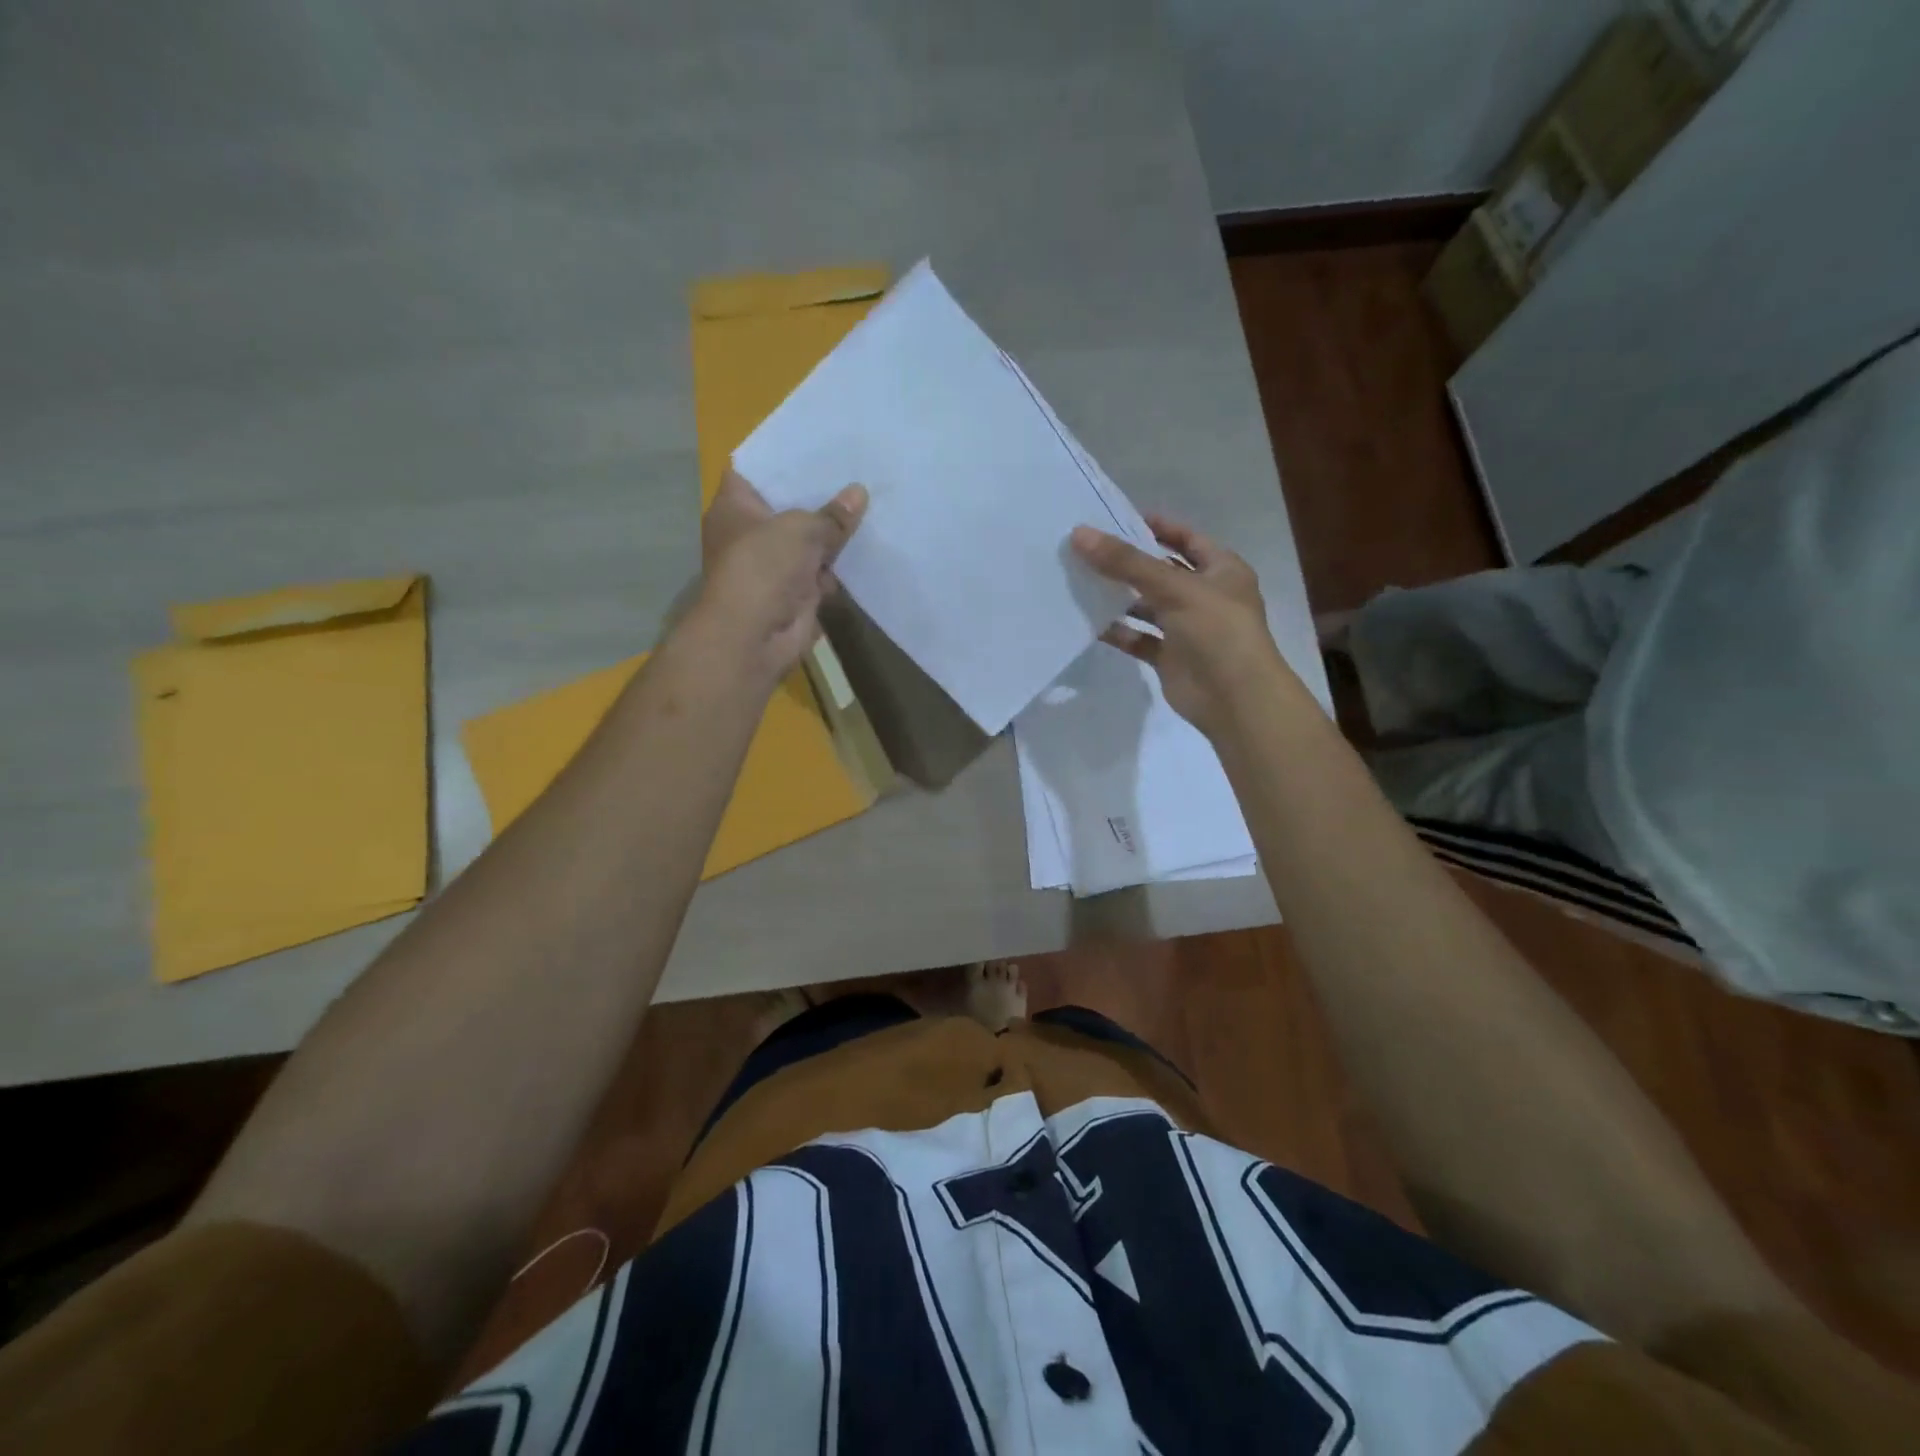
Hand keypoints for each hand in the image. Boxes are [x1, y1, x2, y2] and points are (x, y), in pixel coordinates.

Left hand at [696, 468, 867, 682]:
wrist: (754, 636)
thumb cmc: (763, 567)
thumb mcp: (801, 529)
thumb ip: (832, 515)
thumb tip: (860, 493)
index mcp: (735, 507)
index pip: (756, 470)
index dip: (784, 457)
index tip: (818, 444)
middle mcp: (750, 533)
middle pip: (788, 506)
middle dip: (819, 494)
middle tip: (856, 470)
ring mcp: (773, 565)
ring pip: (808, 541)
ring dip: (834, 533)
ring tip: (870, 502)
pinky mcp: (794, 593)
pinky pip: (821, 571)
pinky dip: (839, 565)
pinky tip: (868, 545)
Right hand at [1071, 514, 1291, 736]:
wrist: (1235, 699)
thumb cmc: (1217, 631)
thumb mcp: (1174, 587)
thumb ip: (1126, 562)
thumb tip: (1080, 534)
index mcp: (1222, 570)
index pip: (1187, 539)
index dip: (1158, 527)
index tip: (1119, 518)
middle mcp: (1206, 596)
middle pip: (1162, 572)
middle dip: (1129, 563)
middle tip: (1088, 550)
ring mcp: (1188, 629)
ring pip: (1148, 606)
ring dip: (1120, 597)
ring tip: (1082, 583)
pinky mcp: (1171, 657)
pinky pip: (1140, 639)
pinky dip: (1119, 632)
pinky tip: (1091, 623)